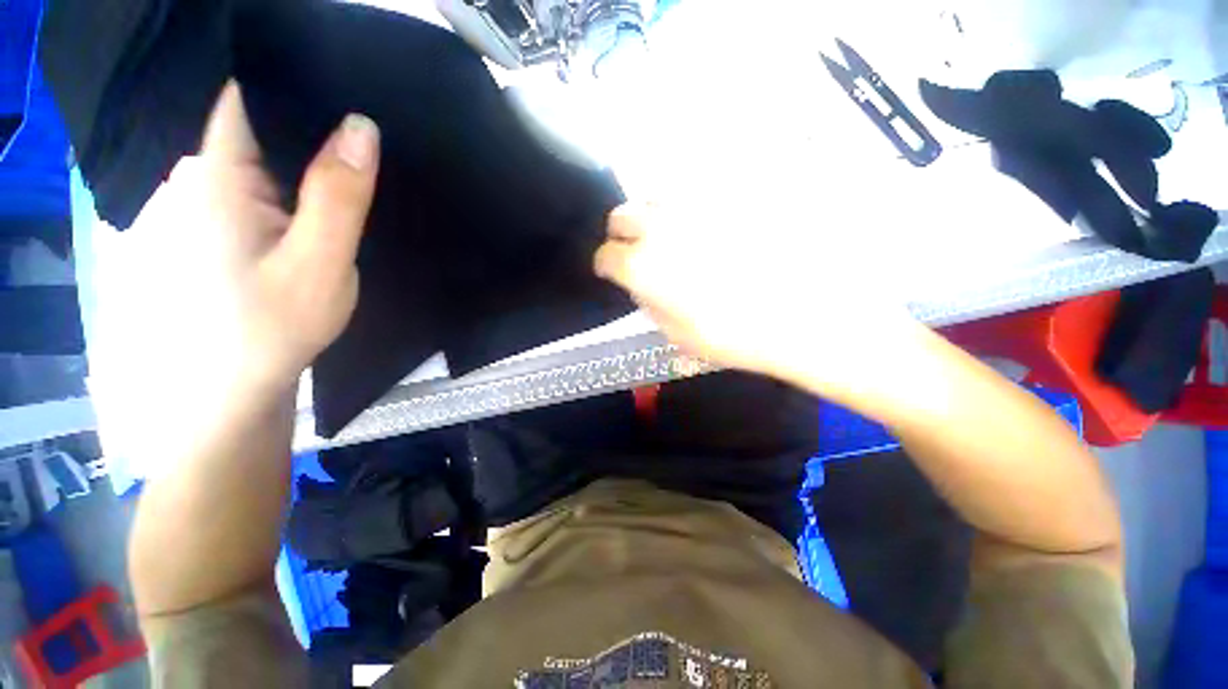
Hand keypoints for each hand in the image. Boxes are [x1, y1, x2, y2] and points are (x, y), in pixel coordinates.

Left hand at [91, 81, 379, 463]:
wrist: (223, 392)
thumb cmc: (269, 331)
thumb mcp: (319, 265)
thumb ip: (337, 196)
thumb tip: (361, 127)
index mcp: (216, 175)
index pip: (246, 93)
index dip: (292, 79)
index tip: (345, 85)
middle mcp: (195, 175)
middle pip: (256, 126)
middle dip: (307, 130)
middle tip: (361, 149)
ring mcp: (194, 201)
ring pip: (255, 159)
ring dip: (297, 163)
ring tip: (344, 176)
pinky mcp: (203, 226)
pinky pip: (248, 186)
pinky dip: (282, 188)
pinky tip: (311, 208)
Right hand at [594, 202, 927, 405]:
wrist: (807, 315)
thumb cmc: (736, 336)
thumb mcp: (677, 335)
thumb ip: (649, 304)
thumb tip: (642, 285)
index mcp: (643, 266)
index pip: (605, 256)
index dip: (608, 266)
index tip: (615, 273)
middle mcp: (662, 226)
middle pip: (622, 214)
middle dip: (624, 234)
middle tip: (642, 250)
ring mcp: (698, 203)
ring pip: (656, 194)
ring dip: (656, 216)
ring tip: (676, 235)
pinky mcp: (730, 191)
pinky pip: (697, 189)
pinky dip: (692, 206)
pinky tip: (710, 224)